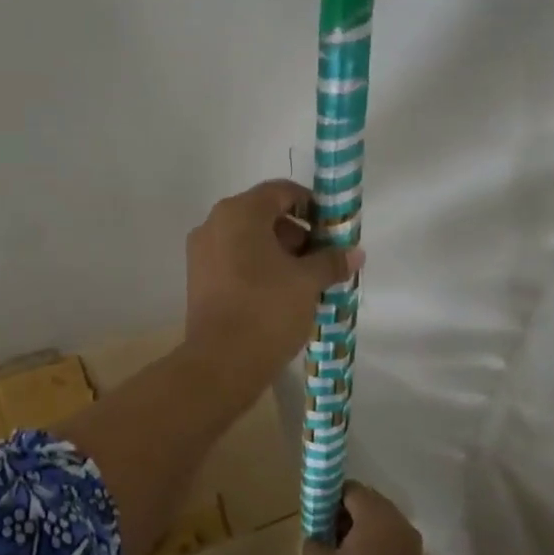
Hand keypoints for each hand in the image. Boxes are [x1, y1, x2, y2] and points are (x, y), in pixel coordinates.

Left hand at [184, 180, 359, 383]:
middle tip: (323, 258)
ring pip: (248, 240)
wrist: (221, 362)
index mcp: (239, 213)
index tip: (333, 228)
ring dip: (279, 252)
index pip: (281, 192)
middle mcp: (214, 224)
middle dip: (297, 233)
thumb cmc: (267, 310)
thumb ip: (331, 261)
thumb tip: (354, 253)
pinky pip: (234, 261)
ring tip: (306, 280)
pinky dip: (258, 268)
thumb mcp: (307, 282)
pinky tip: (280, 293)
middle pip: (263, 215)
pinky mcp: (198, 279)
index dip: (311, 205)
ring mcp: (201, 253)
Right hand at [303, 483, 424, 554]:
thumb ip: (315, 542)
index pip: (352, 490)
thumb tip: (315, 538)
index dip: (332, 497)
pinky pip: (393, 544)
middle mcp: (399, 522)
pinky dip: (377, 547)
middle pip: (370, 505)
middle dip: (348, 514)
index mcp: (376, 514)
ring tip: (341, 550)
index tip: (318, 513)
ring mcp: (412, 545)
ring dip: (363, 531)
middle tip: (327, 530)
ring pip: (383, 525)